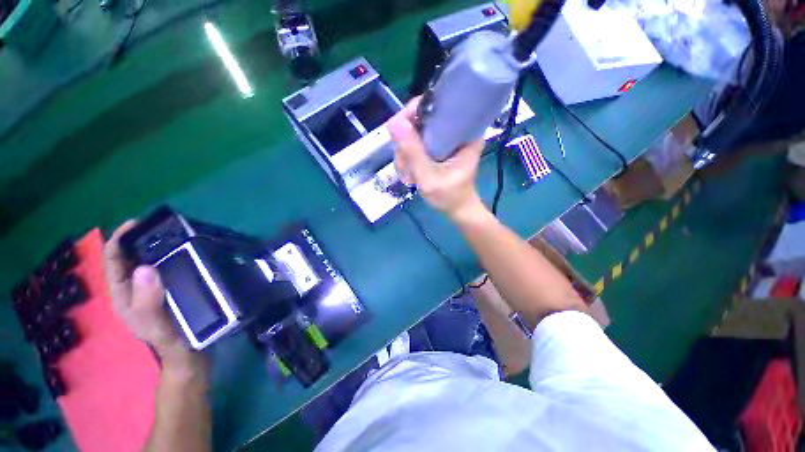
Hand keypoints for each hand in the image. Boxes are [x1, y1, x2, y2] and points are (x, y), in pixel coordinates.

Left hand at [105, 221, 197, 365]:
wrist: (188, 353)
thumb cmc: (171, 340)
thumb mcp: (156, 324)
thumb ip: (148, 300)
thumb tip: (144, 268)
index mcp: (123, 294)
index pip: (114, 260)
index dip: (120, 239)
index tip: (138, 223)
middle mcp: (133, 288)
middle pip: (130, 257)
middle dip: (140, 239)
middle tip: (163, 227)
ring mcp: (151, 289)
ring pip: (148, 261)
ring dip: (158, 246)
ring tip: (177, 235)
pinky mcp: (168, 289)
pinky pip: (165, 267)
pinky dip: (171, 257)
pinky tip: (187, 253)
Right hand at [388, 98, 486, 219]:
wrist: (458, 210)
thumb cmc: (450, 196)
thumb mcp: (429, 176)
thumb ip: (413, 152)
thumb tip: (393, 122)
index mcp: (464, 130)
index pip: (435, 104)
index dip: (413, 113)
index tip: (399, 132)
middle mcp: (455, 129)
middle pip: (420, 120)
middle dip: (406, 144)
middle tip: (406, 168)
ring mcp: (445, 139)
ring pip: (414, 134)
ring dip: (406, 155)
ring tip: (410, 176)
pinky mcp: (438, 147)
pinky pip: (416, 144)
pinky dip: (409, 158)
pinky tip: (411, 174)